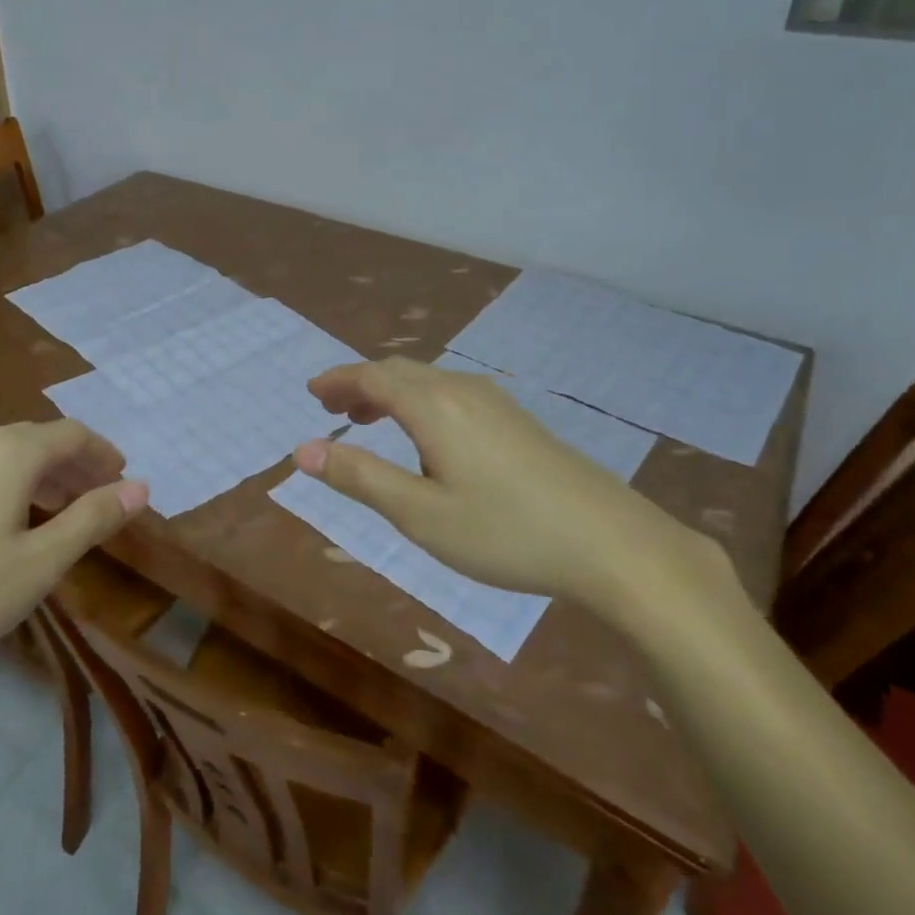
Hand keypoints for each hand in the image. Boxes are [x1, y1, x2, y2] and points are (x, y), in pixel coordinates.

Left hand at [0, 421, 148, 694]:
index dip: (102, 454)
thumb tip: (140, 487)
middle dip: (73, 466)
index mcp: (10, 452)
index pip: (72, 435)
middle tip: (96, 497)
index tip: (122, 477)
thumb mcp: (40, 563)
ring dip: (38, 475)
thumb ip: (92, 519)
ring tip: (55, 511)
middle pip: (37, 440)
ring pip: (3, 455)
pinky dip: (3, 484)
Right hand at [294, 357, 725, 620]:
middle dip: (360, 383)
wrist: (612, 543)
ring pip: (427, 380)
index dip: (337, 380)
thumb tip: (302, 450)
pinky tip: (427, 439)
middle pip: (398, 371)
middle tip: (331, 406)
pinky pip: (452, 394)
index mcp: (433, 405)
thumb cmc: (505, 532)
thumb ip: (359, 477)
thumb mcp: (420, 514)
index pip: (371, 377)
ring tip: (369, 422)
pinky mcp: (517, 420)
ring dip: (390, 393)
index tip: (311, 392)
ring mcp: (495, 402)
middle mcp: (461, 390)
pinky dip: (420, 402)